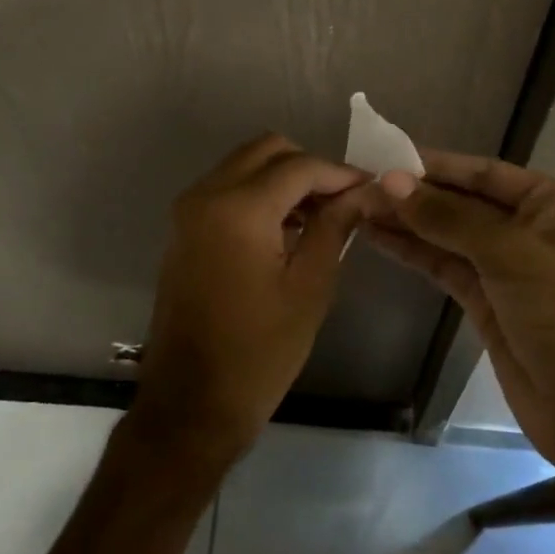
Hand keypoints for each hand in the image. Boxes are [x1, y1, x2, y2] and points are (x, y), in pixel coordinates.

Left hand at [131, 133, 378, 469]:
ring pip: (244, 165)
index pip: (299, 166)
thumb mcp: (309, 287)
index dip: (340, 173)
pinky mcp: (184, 229)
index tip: (371, 189)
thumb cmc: (259, 352)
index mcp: (238, 208)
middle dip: (308, 167)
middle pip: (267, 150)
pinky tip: (287, 229)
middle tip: (342, 201)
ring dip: (283, 179)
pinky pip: (227, 189)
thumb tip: (362, 192)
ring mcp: (189, 210)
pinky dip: (259, 194)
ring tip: (321, 216)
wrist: (191, 403)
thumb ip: (335, 227)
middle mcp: (206, 194)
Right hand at [366, 151, 554, 512]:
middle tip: (361, 186)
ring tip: (358, 207)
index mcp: (551, 205)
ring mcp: (505, 267)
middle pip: (461, 202)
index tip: (385, 157)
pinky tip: (377, 237)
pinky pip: (443, 265)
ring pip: (447, 234)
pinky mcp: (485, 300)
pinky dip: (412, 251)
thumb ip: (448, 217)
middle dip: (414, 195)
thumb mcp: (510, 254)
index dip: (435, 165)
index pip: (483, 173)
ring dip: (406, 221)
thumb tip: (391, 182)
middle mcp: (528, 228)